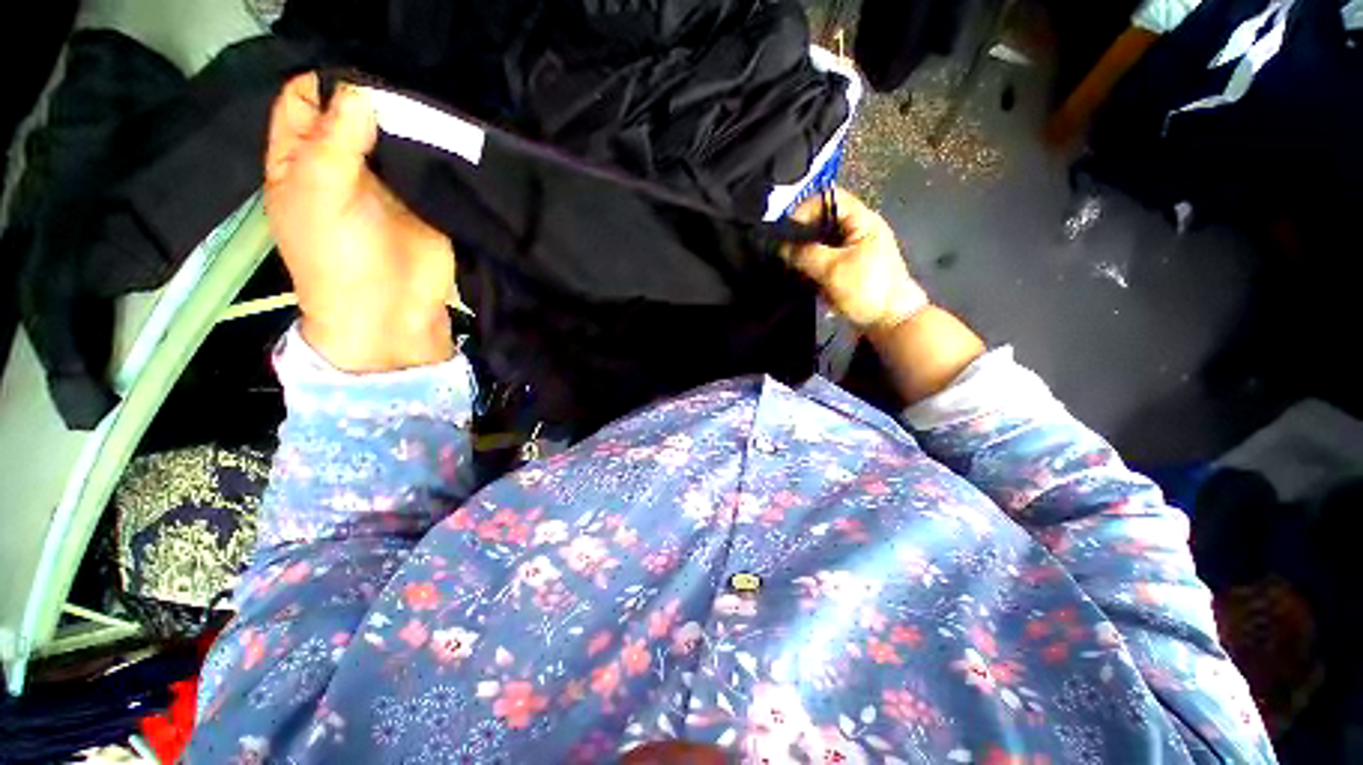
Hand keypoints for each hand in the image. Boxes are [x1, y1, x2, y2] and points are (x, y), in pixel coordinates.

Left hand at [265, 73, 455, 372]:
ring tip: (432, 105)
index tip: (363, 79)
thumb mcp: (319, 196)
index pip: (305, 100)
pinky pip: (428, 164)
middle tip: (405, 87)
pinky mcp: (425, 198)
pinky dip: (437, 149)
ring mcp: (387, 181)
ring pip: (394, 134)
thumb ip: (334, 143)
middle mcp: (342, 162)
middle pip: (353, 110)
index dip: (327, 83)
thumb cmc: (338, 259)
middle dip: (375, 96)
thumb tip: (360, 92)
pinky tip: (449, 136)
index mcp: (301, 159)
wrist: (393, 311)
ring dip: (410, 121)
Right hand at [788, 189, 982, 403]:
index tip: (783, 228)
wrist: (890, 322)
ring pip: (821, 243)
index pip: (829, 198)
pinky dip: (811, 266)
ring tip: (785, 262)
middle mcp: (857, 230)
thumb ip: (803, 254)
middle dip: (801, 233)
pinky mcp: (848, 270)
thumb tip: (779, 246)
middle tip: (779, 247)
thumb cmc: (865, 289)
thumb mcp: (832, 269)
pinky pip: (824, 260)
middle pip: (823, 221)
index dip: (804, 208)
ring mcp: (853, 251)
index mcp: (861, 220)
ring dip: (804, 252)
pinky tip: (798, 275)